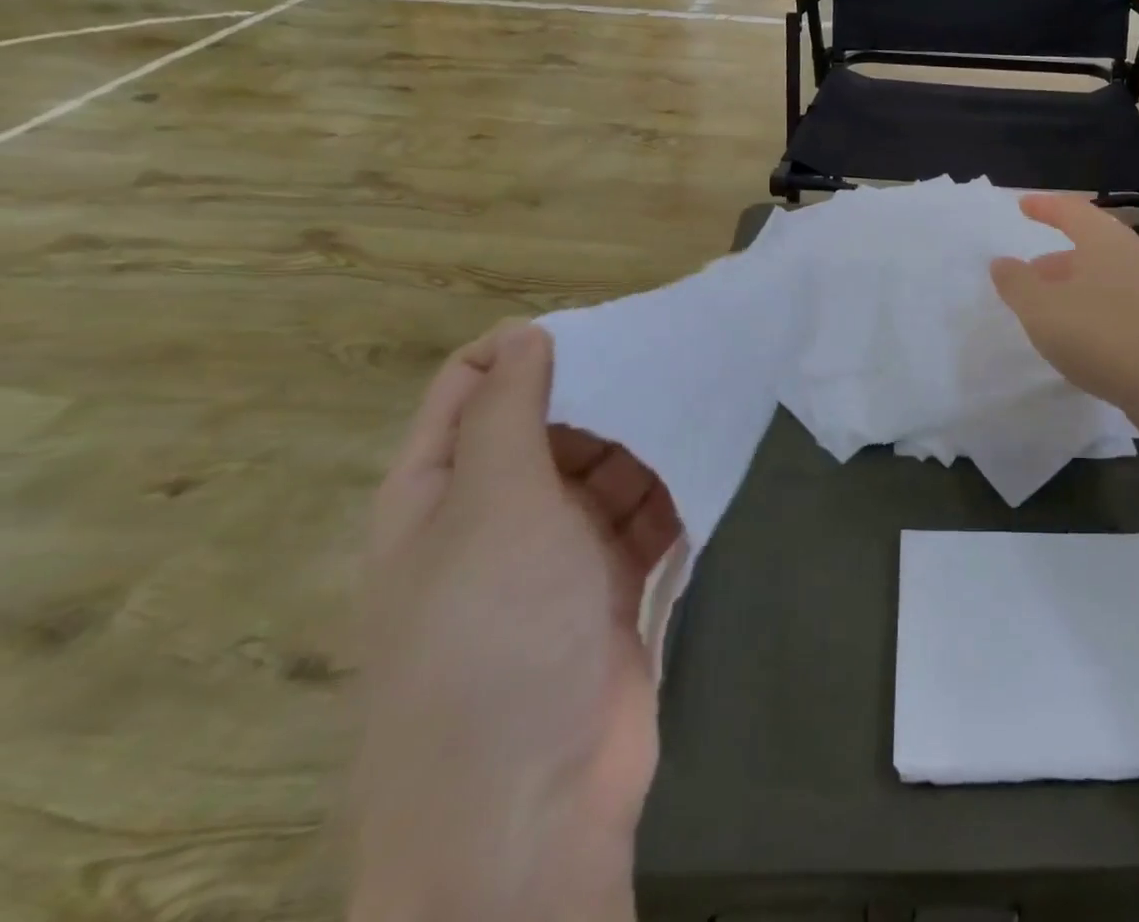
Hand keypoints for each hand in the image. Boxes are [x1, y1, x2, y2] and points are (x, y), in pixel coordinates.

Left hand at [352, 324, 681, 921]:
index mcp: (438, 494)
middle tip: (666, 368)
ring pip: (602, 472)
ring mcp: (554, 558)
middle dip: (602, 398)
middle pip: (548, 428)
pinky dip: (666, 496)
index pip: (469, 390)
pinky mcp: (607, 589)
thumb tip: (524, 334)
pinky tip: (700, 473)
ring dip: (643, 447)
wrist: (530, 806)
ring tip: (695, 415)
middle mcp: (492, 519)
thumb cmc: (495, 635)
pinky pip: (640, 520)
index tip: (598, 332)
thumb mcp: (493, 505)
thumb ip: (507, 412)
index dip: (524, 351)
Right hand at [990, 193, 1138, 415]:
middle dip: (1055, 257)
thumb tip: (1002, 262)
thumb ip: (1017, 284)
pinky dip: (1091, 308)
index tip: (1022, 205)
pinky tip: (1079, 336)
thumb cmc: (1102, 336)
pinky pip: (1117, 302)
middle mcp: (1132, 256)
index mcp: (1105, 240)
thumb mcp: (1042, 310)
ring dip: (1072, 286)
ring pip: (1103, 276)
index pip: (1070, 210)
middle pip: (1089, 244)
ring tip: (1047, 309)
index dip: (1044, 206)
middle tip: (1028, 272)